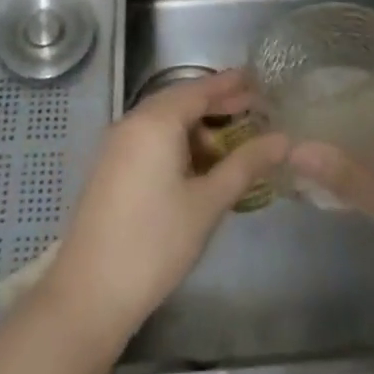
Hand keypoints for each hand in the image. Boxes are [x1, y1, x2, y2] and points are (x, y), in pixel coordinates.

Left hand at [40, 70, 288, 340]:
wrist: (90, 292)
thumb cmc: (156, 242)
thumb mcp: (208, 202)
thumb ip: (246, 164)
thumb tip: (283, 139)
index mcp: (155, 122)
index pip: (200, 89)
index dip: (231, 85)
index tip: (259, 81)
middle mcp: (132, 123)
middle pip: (180, 101)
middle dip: (216, 104)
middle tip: (254, 110)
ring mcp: (116, 146)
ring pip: (163, 122)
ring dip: (197, 127)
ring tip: (231, 146)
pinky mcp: (110, 168)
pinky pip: (149, 140)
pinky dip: (177, 143)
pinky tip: (197, 167)